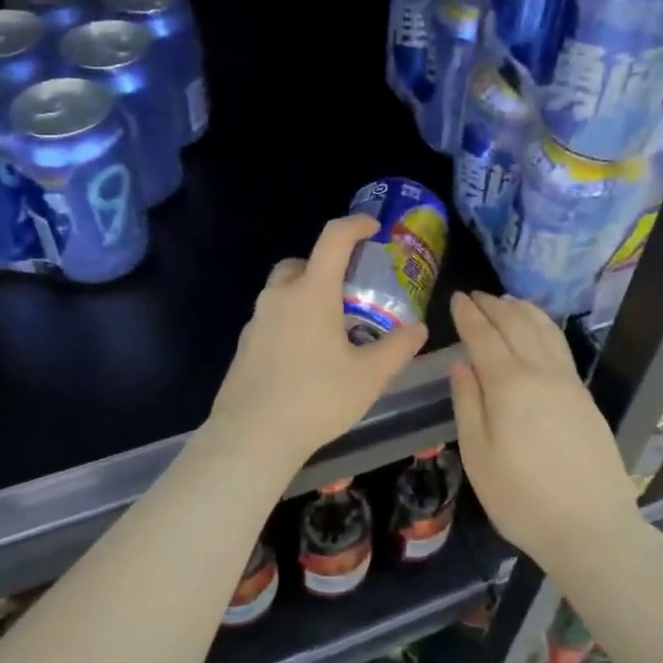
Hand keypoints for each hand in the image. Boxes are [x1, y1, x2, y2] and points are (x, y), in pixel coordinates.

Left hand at [205, 214, 427, 469]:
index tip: (373, 229)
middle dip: (325, 266)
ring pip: (283, 291)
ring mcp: (256, 321)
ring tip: (331, 329)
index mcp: (312, 292)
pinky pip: (271, 318)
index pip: (333, 239)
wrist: (252, 436)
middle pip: (301, 263)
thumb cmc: (316, 398)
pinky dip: (291, 321)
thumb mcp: (369, 376)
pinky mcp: (244, 345)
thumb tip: (418, 328)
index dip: (355, 225)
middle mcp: (279, 297)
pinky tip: (306, 357)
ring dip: (306, 295)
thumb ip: (397, 348)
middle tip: (349, 291)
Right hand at [448, 292, 637, 566]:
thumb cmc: (522, 499)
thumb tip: (461, 363)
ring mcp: (569, 382)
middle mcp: (542, 372)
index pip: (484, 336)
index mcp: (509, 385)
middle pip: (516, 324)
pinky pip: (560, 346)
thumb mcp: (478, 457)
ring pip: (544, 330)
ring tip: (505, 301)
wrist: (592, 528)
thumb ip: (468, 404)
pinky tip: (538, 331)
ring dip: (522, 310)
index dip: (468, 315)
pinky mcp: (585, 396)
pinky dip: (543, 326)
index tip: (456, 298)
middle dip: (493, 305)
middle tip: (475, 296)